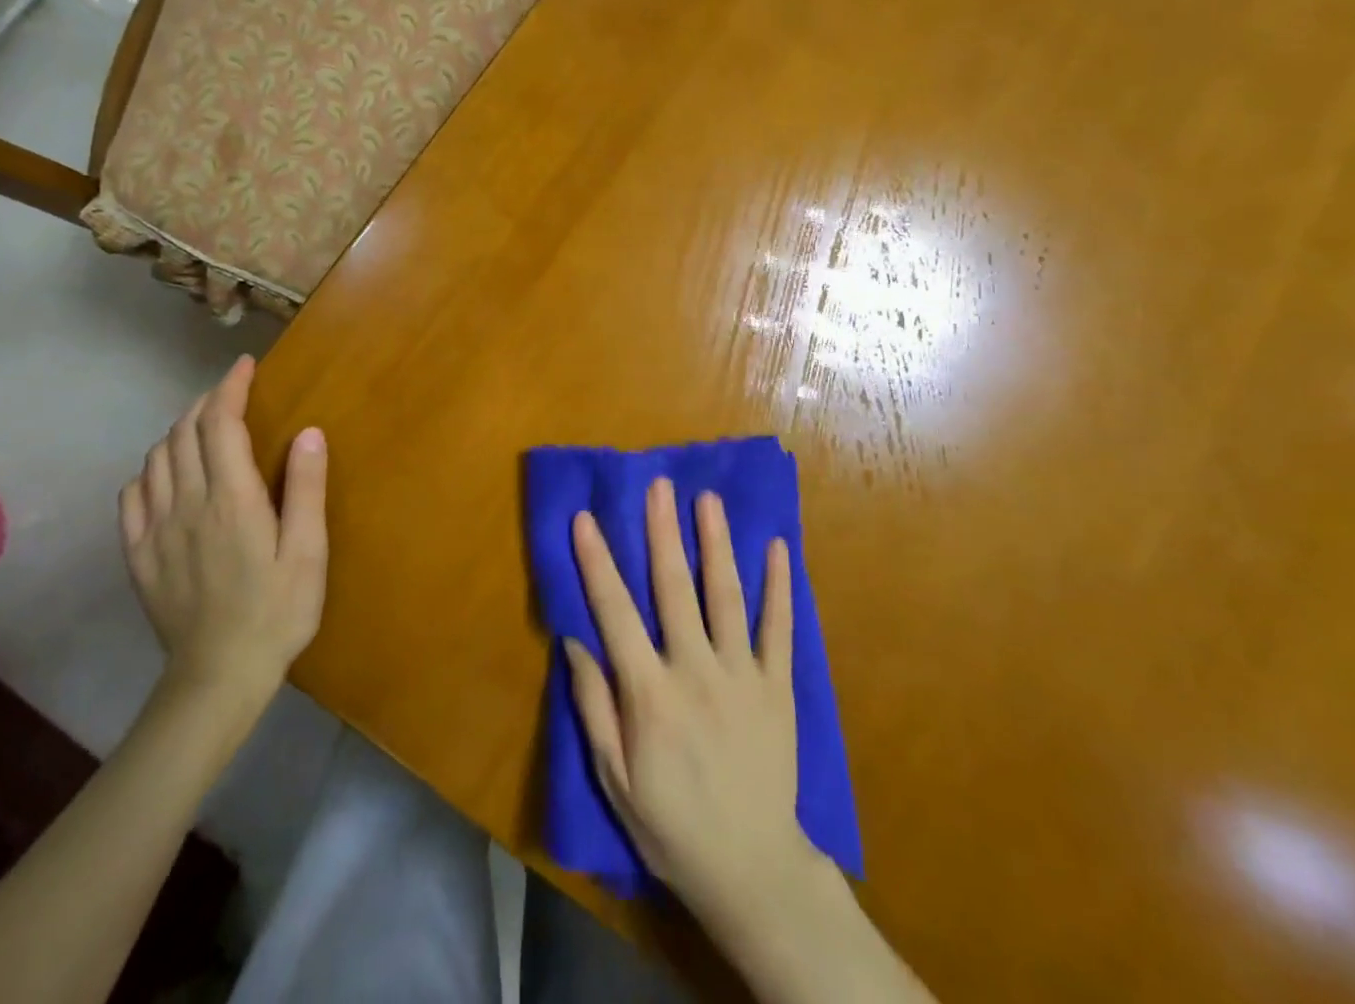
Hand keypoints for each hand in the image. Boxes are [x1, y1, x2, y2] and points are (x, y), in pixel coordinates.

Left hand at [119, 356, 327, 715]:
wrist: (218, 677)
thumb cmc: (277, 612)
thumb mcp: (308, 552)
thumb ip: (305, 489)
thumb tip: (308, 431)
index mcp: (231, 500)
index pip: (221, 424)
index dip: (230, 387)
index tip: (245, 366)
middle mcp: (187, 504)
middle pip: (184, 433)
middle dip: (205, 402)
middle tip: (231, 393)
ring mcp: (156, 530)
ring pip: (156, 458)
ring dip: (178, 431)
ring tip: (203, 427)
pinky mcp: (139, 555)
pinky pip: (132, 495)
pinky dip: (149, 470)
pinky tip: (166, 474)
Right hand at [564, 477, 809, 923]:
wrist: (752, 869)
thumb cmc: (671, 824)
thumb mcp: (615, 778)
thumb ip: (594, 706)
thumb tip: (573, 642)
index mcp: (650, 694)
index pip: (615, 613)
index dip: (597, 562)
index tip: (585, 518)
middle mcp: (696, 672)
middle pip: (674, 589)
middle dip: (663, 532)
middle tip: (658, 486)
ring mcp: (742, 676)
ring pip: (726, 597)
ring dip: (716, 544)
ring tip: (708, 500)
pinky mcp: (778, 687)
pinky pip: (780, 629)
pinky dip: (780, 587)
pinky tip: (779, 548)